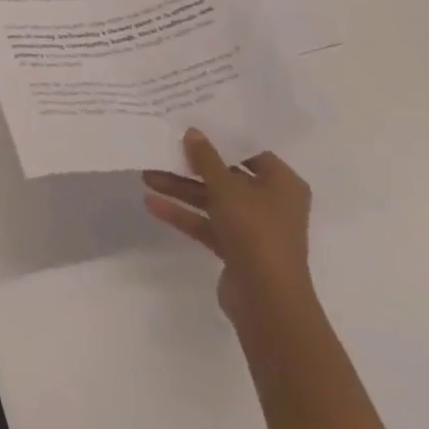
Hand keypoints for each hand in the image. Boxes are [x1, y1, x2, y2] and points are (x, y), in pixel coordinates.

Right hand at [142, 129, 313, 326]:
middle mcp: (271, 203)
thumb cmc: (255, 233)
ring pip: (213, 200)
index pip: (248, 151)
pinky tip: (152, 204)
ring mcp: (253, 228)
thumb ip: (206, 158)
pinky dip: (184, 214)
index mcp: (282, 183)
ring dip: (182, 189)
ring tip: (146, 176)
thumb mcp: (226, 188)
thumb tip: (192, 131)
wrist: (267, 303)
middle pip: (226, 176)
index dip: (220, 138)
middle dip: (191, 166)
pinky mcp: (237, 250)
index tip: (190, 124)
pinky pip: (207, 224)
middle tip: (162, 149)